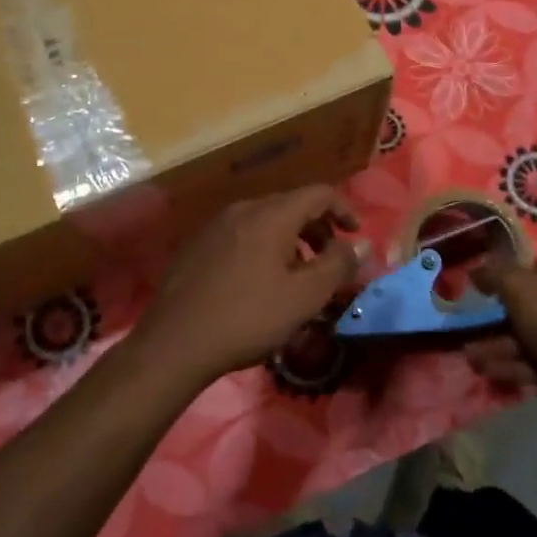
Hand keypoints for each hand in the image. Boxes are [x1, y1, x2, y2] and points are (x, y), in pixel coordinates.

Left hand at [136, 186, 361, 387]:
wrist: (175, 342)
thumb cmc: (248, 317)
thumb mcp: (304, 297)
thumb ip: (337, 265)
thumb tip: (361, 244)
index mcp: (271, 215)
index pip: (318, 193)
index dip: (343, 209)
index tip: (355, 235)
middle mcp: (243, 210)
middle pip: (290, 205)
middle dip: (317, 229)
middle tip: (328, 262)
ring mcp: (215, 226)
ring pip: (264, 221)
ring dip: (290, 241)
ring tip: (296, 277)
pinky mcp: (197, 245)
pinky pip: (241, 235)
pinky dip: (262, 248)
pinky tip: (258, 283)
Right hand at [464, 250, 536, 389]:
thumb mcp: (517, 284)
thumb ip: (493, 272)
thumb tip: (475, 269)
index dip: (518, 266)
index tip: (493, 278)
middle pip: (527, 302)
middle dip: (495, 316)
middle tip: (471, 324)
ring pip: (525, 335)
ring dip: (496, 345)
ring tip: (471, 357)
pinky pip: (532, 360)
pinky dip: (509, 364)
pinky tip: (486, 370)